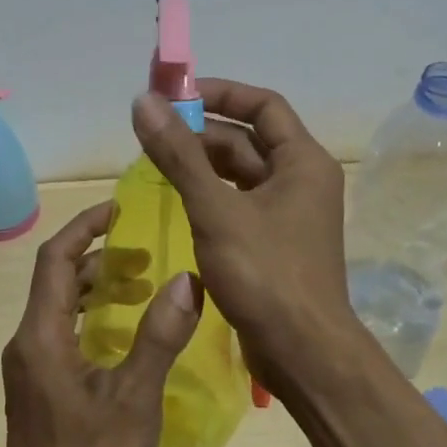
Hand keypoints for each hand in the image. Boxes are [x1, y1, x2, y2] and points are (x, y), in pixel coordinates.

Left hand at [0, 202, 203, 446]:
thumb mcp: (134, 398)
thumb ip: (159, 337)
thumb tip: (189, 280)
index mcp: (42, 334)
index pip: (56, 259)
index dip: (85, 227)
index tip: (119, 207)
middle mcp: (27, 341)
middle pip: (57, 279)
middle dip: (99, 257)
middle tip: (145, 253)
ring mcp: (29, 366)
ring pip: (60, 307)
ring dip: (96, 288)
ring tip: (142, 285)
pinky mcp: (37, 386)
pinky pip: (61, 332)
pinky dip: (91, 317)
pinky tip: (123, 333)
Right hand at [131, 79, 360, 391]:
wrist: (303, 353)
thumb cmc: (265, 274)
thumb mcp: (216, 209)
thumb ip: (178, 154)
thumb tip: (143, 101)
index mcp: (302, 161)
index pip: (263, 105)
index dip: (220, 93)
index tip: (175, 96)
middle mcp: (301, 180)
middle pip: (248, 139)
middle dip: (201, 132)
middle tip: (152, 134)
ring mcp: (288, 213)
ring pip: (240, 173)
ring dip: (201, 164)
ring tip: (155, 163)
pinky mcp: (273, 242)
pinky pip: (238, 203)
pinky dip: (209, 195)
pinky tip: (176, 200)